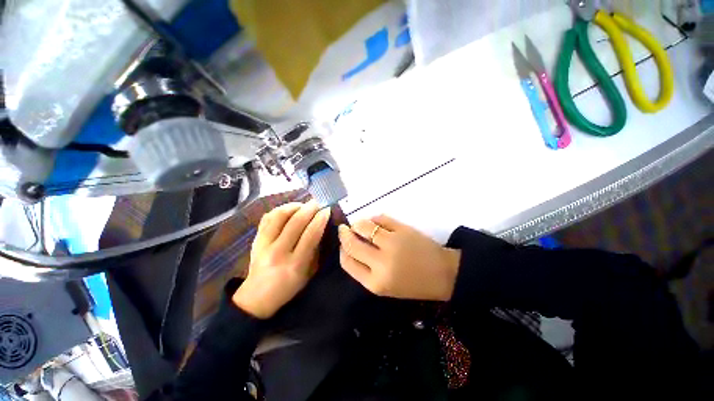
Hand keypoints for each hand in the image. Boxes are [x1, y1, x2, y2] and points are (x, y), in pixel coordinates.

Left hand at [232, 201, 330, 318]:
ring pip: (279, 216)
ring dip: (294, 206)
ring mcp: (263, 244)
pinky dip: (280, 209)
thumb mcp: (309, 272)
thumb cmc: (289, 286)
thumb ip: (315, 249)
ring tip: (303, 205)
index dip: (320, 219)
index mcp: (295, 264)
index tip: (327, 210)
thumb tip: (320, 226)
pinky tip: (289, 210)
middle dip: (309, 208)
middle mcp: (278, 252)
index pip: (311, 234)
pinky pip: (268, 217)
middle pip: (296, 222)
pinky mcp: (255, 239)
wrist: (258, 296)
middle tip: (317, 203)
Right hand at [338, 215, 460, 300]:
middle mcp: (380, 263)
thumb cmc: (413, 284)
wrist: (443, 274)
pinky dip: (374, 218)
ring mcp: (392, 243)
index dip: (342, 250)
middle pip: (351, 243)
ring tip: (358, 224)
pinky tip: (374, 221)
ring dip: (357, 223)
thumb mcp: (385, 286)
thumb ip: (365, 269)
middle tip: (345, 229)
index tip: (343, 243)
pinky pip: (380, 218)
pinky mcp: (403, 229)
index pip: (347, 262)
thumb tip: (349, 246)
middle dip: (344, 234)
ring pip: (363, 226)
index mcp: (375, 282)